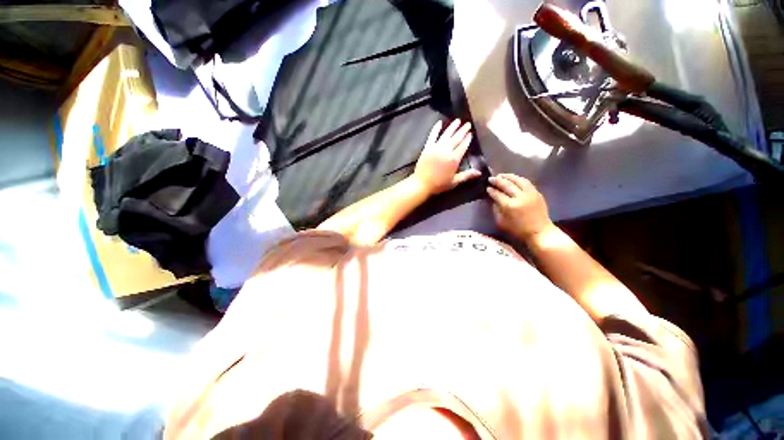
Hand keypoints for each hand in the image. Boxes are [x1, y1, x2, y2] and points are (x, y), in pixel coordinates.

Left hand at [413, 119, 481, 195]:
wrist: (421, 184)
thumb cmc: (438, 184)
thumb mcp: (454, 182)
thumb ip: (466, 176)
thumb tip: (479, 173)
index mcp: (454, 159)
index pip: (463, 146)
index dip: (467, 139)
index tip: (470, 133)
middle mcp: (446, 150)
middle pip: (456, 138)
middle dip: (463, 130)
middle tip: (468, 124)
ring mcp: (436, 148)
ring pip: (446, 134)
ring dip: (452, 127)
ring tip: (458, 121)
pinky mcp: (427, 147)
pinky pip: (432, 136)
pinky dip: (436, 129)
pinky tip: (439, 123)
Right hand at [487, 174, 552, 241]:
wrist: (539, 232)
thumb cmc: (518, 230)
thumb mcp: (501, 222)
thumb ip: (496, 209)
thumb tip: (493, 199)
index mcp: (509, 206)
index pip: (497, 194)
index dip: (491, 190)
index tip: (487, 187)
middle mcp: (520, 197)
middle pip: (507, 184)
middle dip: (497, 181)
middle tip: (491, 179)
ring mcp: (530, 194)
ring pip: (518, 180)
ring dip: (508, 176)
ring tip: (501, 176)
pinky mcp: (537, 193)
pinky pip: (526, 182)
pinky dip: (518, 179)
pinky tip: (513, 179)